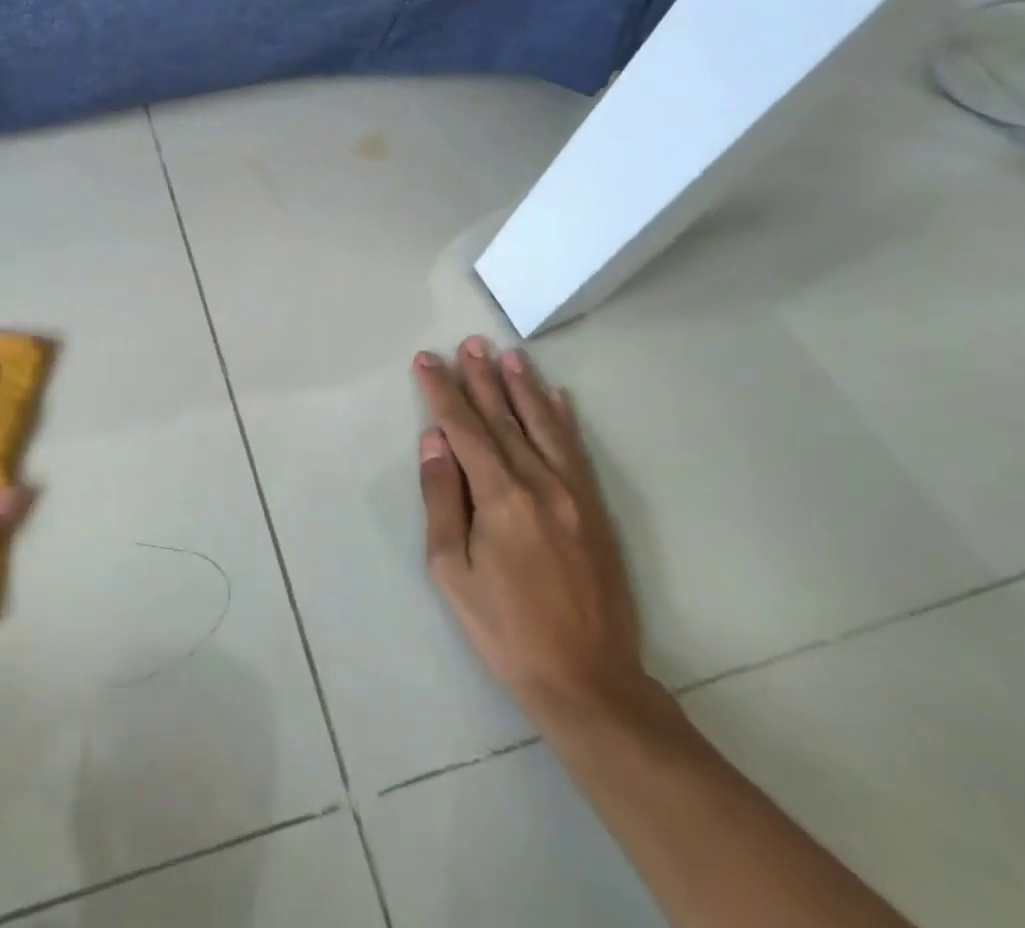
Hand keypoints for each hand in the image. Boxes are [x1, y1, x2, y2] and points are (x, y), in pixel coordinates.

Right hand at [415, 339, 652, 724]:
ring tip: (509, 355)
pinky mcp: (596, 512)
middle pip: (504, 419)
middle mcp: (540, 484)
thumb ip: (441, 498)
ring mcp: (574, 495)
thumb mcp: (451, 569)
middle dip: (482, 379)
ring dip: (524, 388)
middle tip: (470, 343)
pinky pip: (576, 452)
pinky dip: (565, 420)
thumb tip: (434, 441)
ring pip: (544, 426)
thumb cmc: (504, 628)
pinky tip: (558, 398)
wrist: (588, 681)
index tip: (428, 360)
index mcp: (500, 497)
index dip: (443, 392)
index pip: (464, 429)